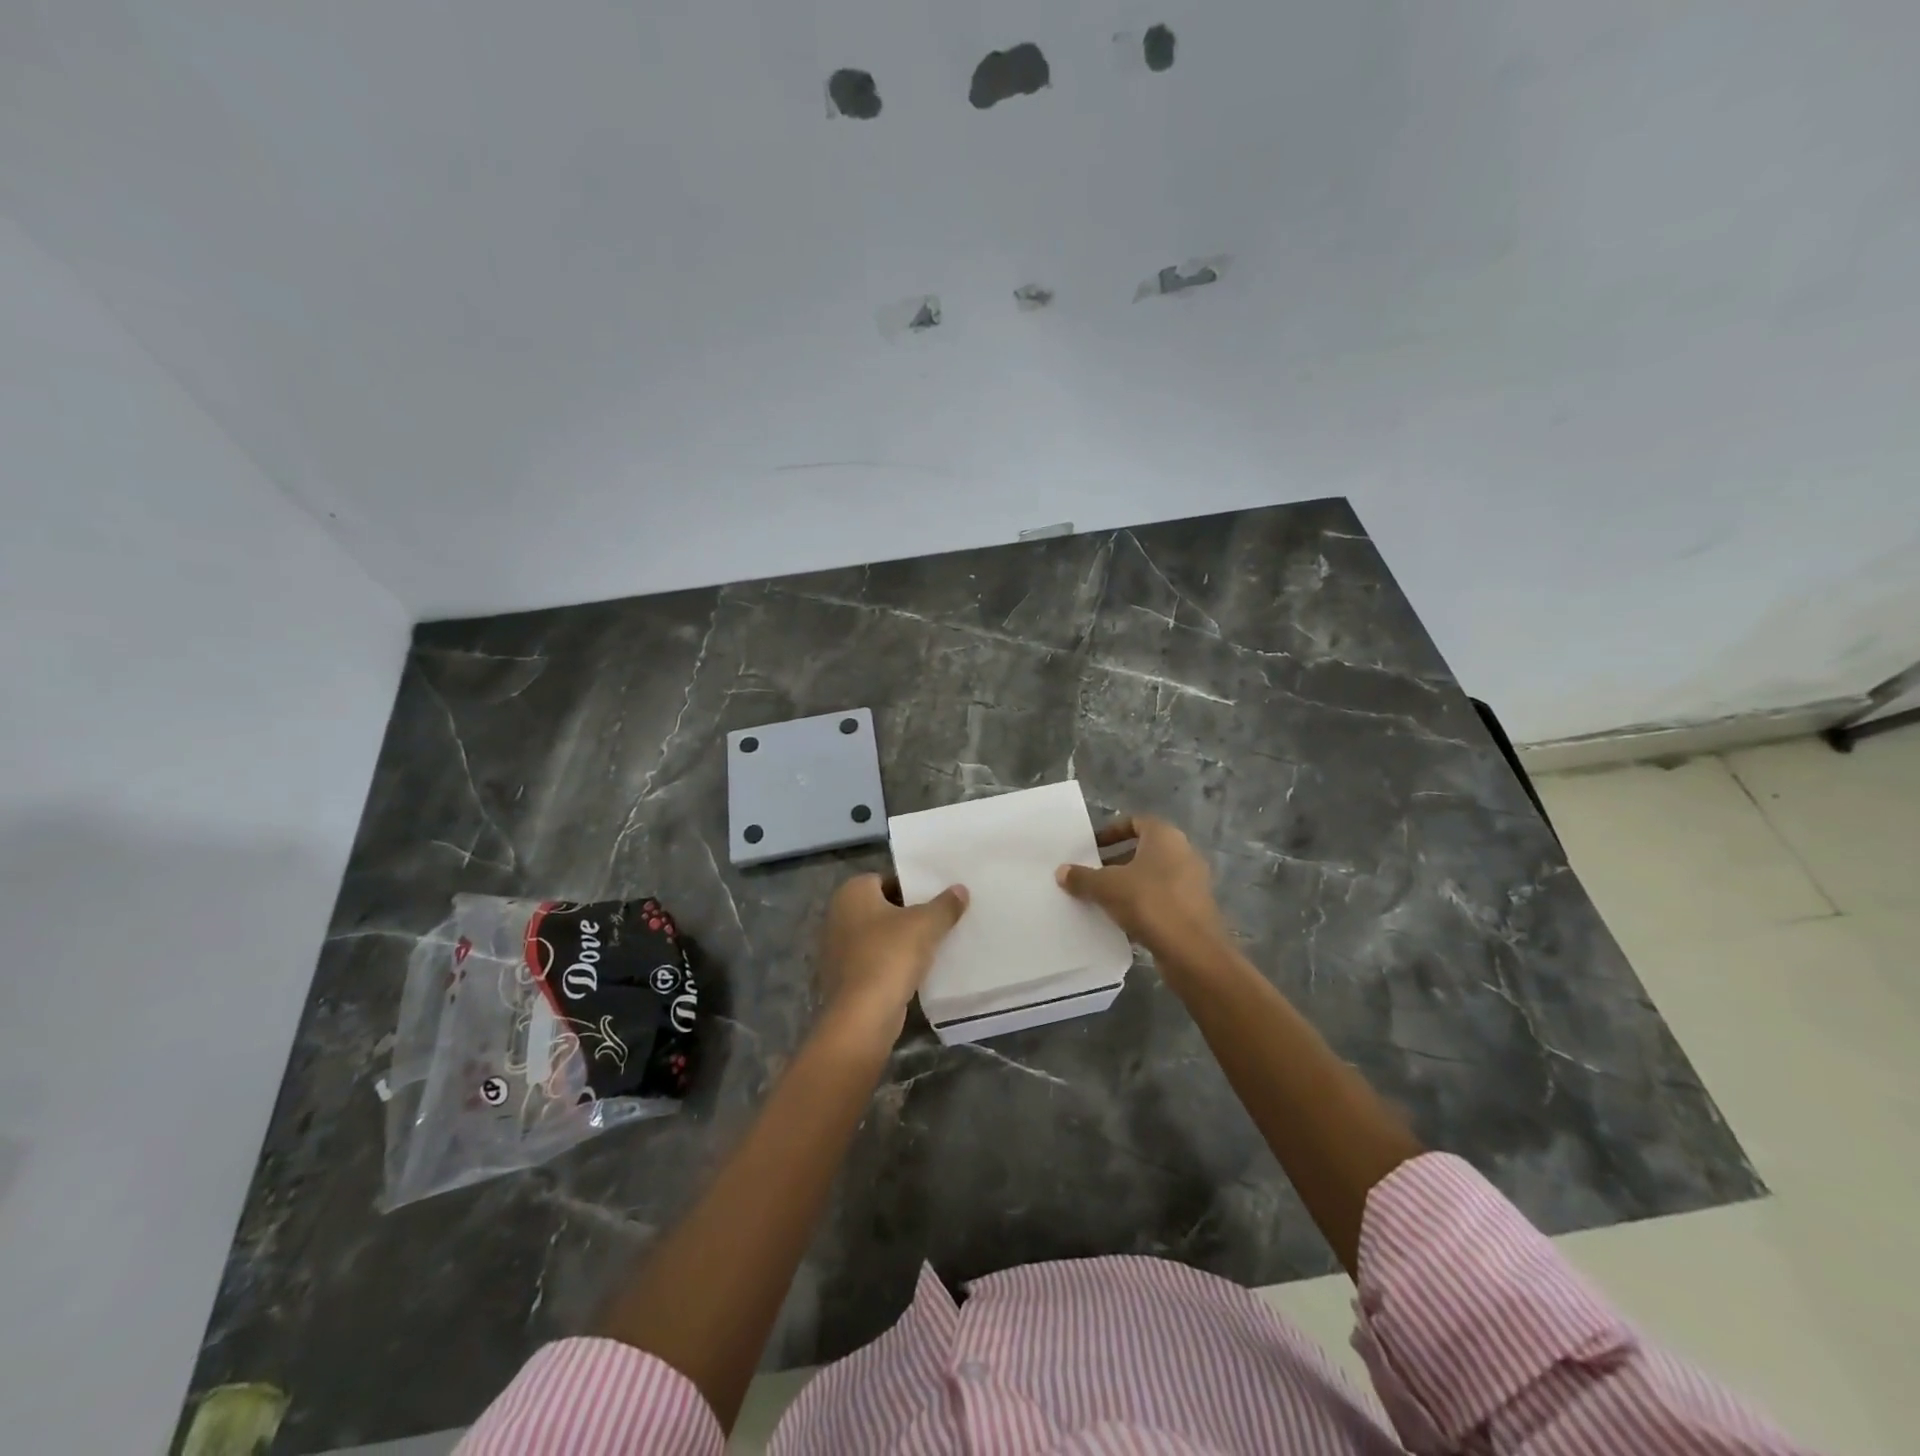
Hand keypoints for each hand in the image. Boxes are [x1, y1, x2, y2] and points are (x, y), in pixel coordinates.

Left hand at [817, 874, 968, 1043]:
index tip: (936, 898)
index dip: (912, 887)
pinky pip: (874, 960)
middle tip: (940, 919)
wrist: (862, 1016)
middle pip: (883, 907)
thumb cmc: (890, 956)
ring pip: (879, 935)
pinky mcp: (844, 977)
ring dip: (901, 940)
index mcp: (851, 892)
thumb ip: (945, 905)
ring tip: (934, 943)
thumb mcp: (926, 924)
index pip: (886, 879)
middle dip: (909, 913)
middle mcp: (838, 915)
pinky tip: (917, 969)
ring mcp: (837, 948)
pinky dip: (892, 962)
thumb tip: (960, 889)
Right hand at [1057, 815, 1228, 966]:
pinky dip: (1142, 904)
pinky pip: (1162, 898)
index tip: (1091, 847)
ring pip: (1152, 876)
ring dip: (1127, 884)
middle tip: (1091, 874)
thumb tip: (1061, 871)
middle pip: (1143, 850)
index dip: (1111, 832)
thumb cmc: (1149, 903)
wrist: (1192, 951)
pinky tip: (1121, 920)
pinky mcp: (1194, 909)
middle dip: (1115, 861)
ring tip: (1101, 898)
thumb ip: (1082, 877)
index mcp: (1165, 836)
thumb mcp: (1106, 887)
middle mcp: (1183, 853)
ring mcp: (1192, 882)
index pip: (1135, 822)